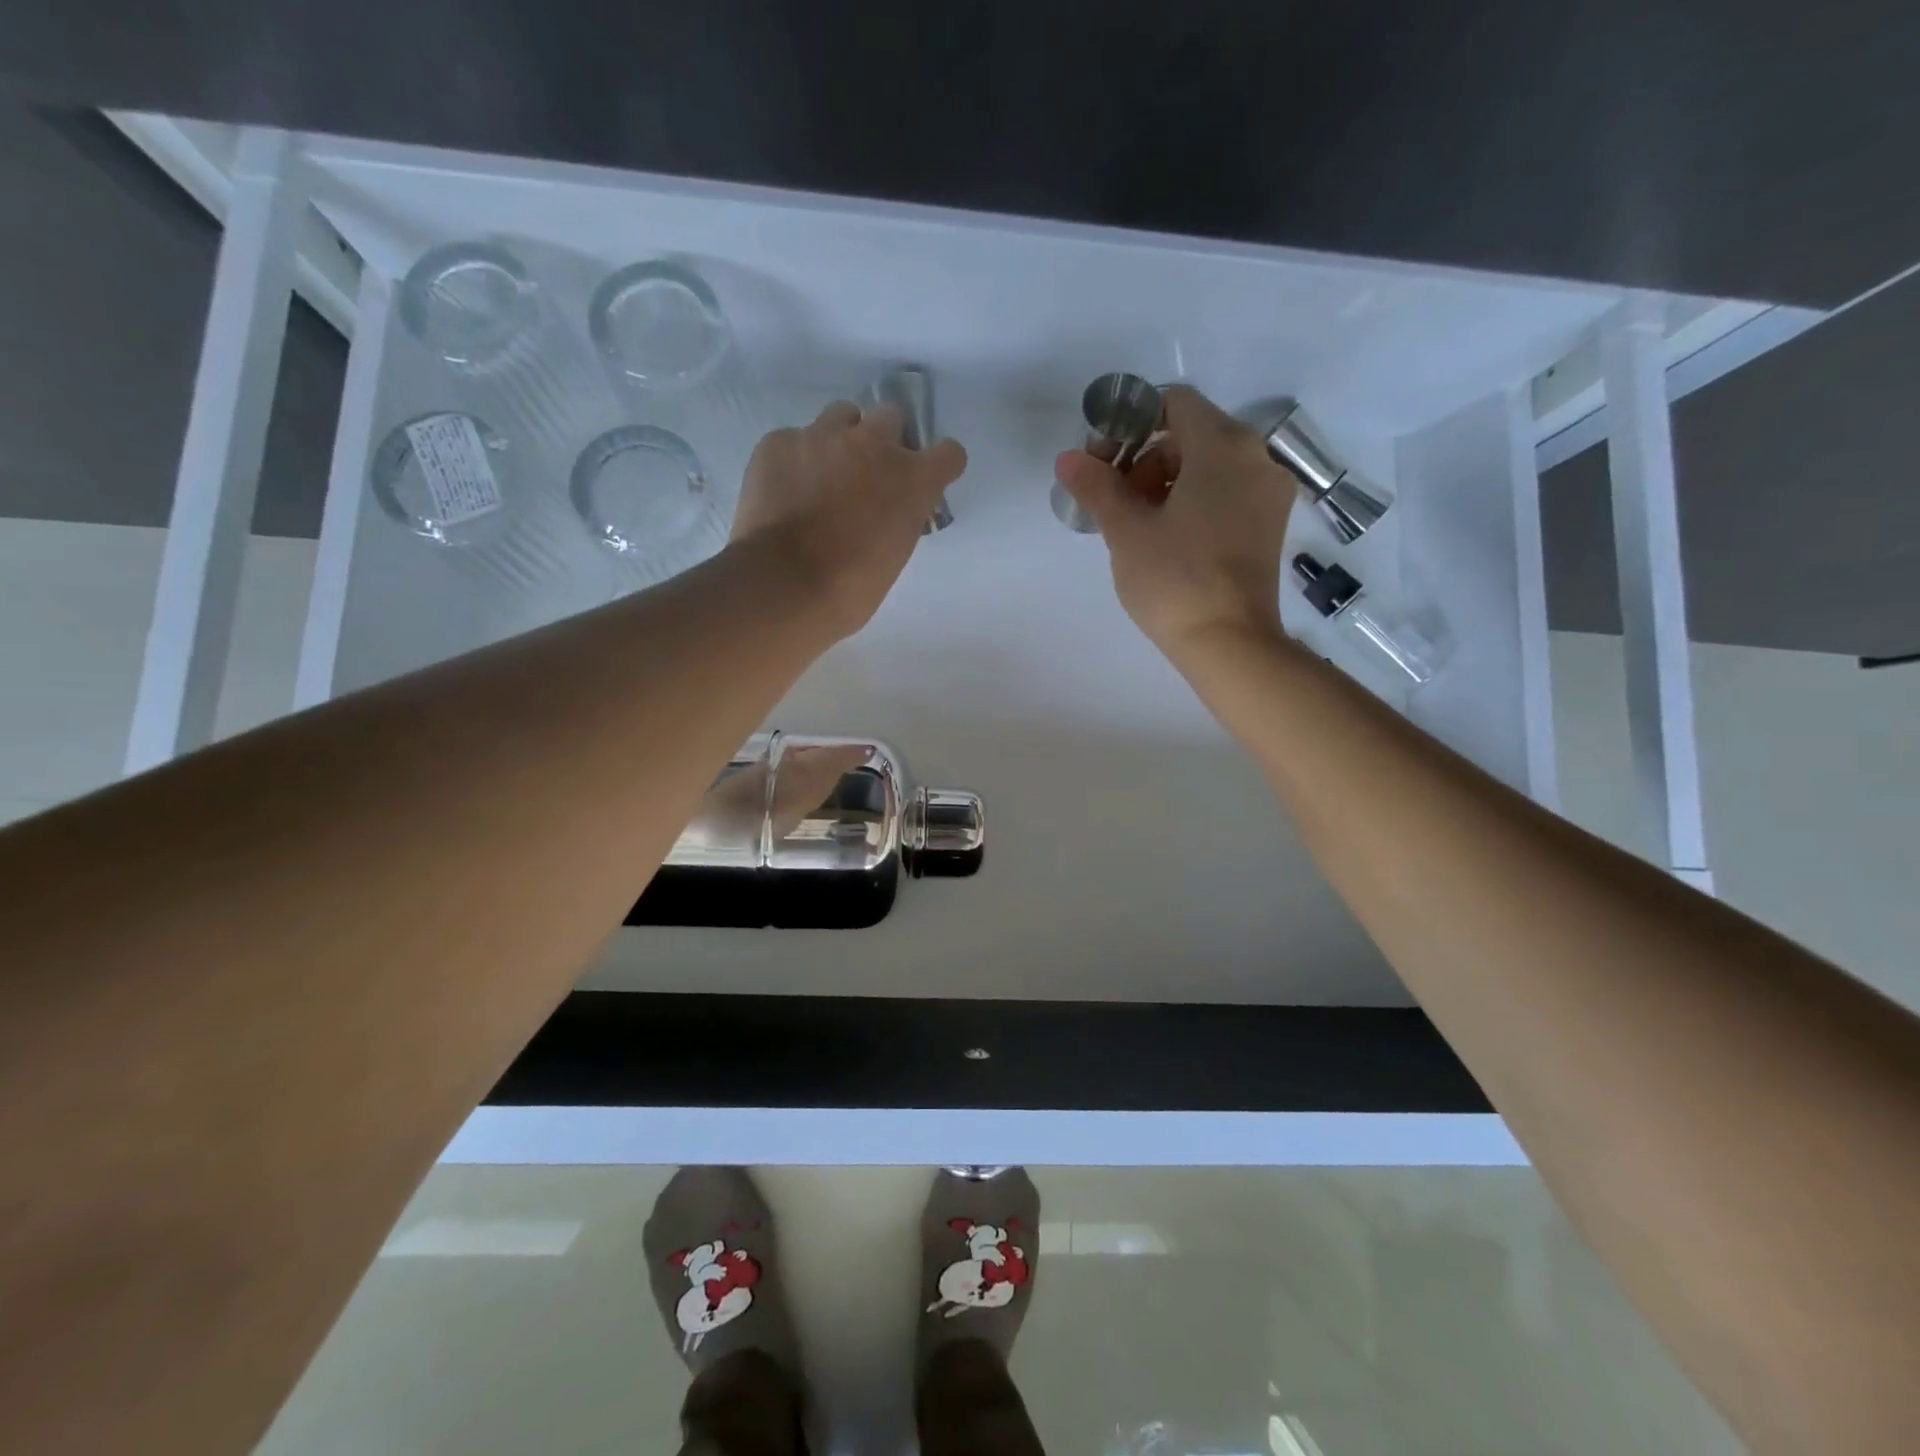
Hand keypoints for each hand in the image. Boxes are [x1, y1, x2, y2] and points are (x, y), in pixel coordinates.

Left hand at [731, 400, 966, 639]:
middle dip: (884, 439)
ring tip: (823, 472)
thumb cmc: (849, 589)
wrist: (784, 584)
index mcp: (912, 481)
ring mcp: (823, 437)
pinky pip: (794, 439)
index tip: (927, 478)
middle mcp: (873, 445)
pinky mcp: (779, 441)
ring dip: (841, 437)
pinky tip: (784, 490)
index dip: (939, 465)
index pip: (949, 454)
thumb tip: (886, 511)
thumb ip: (899, 518)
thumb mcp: (894, 555)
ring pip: (841, 414)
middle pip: (891, 415)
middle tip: (869, 472)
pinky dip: (794, 460)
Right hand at [1055, 385, 1297, 657]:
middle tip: (1113, 500)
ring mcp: (1267, 493)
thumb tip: (1068, 458)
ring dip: (1166, 482)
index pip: (1173, 402)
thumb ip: (1097, 486)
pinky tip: (1167, 537)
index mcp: (1223, 446)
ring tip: (1135, 524)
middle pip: (1190, 434)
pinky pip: (1226, 492)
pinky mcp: (1269, 524)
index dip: (1131, 424)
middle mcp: (1256, 457)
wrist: (1230, 642)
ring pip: (1209, 465)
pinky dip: (1193, 500)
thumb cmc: (1175, 579)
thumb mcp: (1126, 531)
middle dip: (1145, 458)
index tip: (1104, 462)